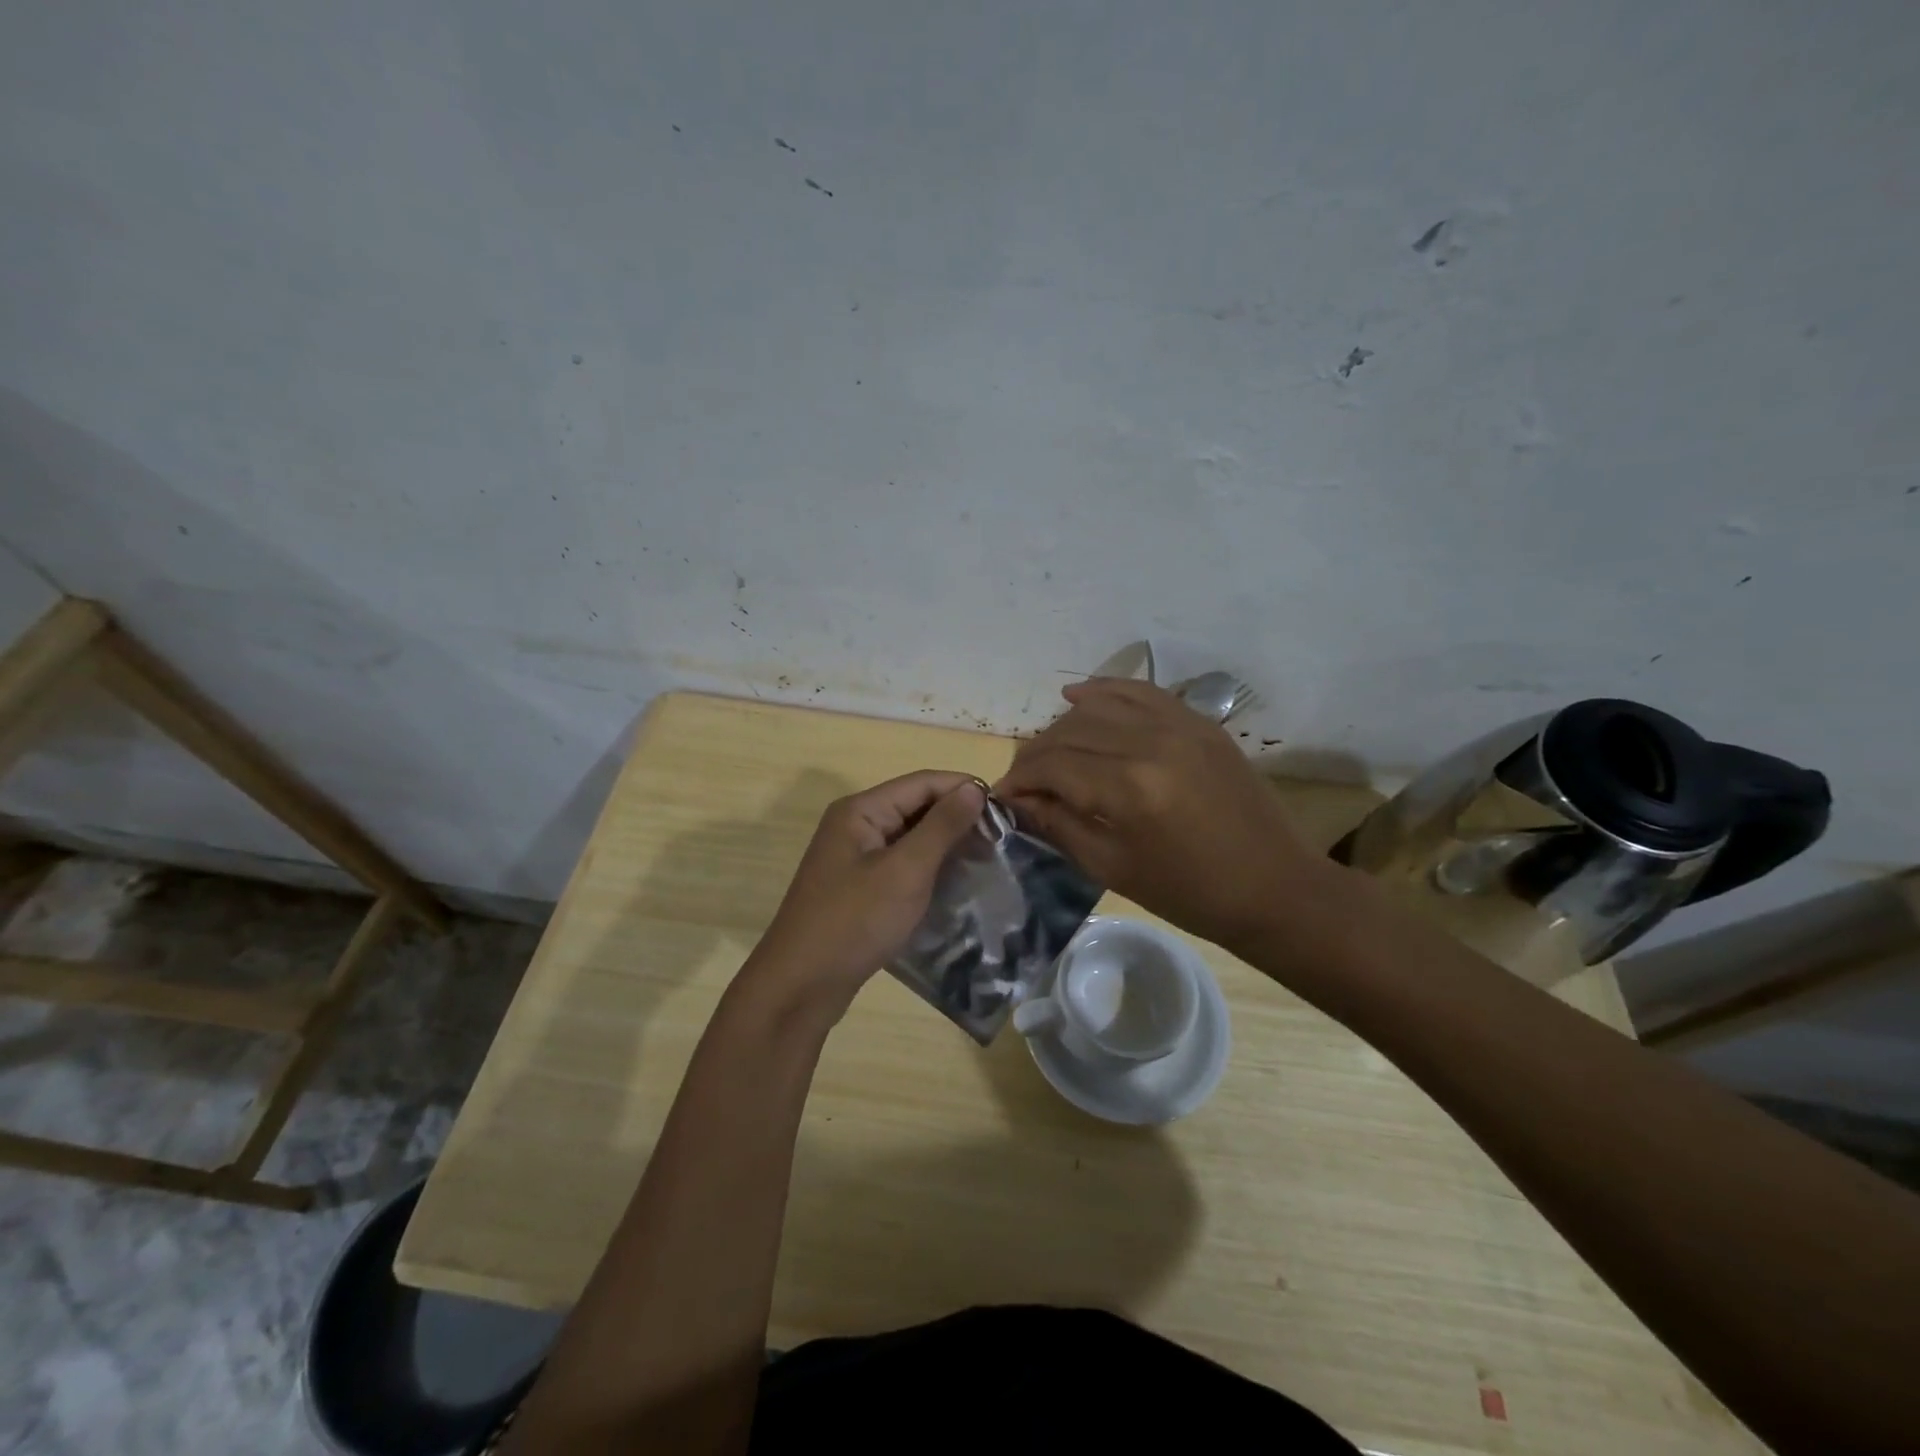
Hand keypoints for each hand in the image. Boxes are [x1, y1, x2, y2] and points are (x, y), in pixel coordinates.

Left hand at [745, 771, 986, 1018]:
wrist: (801, 986)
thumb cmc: (855, 921)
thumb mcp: (905, 871)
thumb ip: (941, 826)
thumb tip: (974, 788)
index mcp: (861, 810)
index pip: (922, 783)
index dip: (964, 788)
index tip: (1006, 808)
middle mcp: (855, 825)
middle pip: (915, 806)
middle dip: (957, 816)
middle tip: (1002, 837)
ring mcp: (854, 857)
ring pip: (910, 836)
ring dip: (945, 843)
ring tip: (987, 857)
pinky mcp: (859, 886)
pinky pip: (901, 863)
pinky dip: (928, 867)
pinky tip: (956, 881)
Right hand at [995, 679, 1343, 954]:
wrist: (1275, 887)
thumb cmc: (1190, 893)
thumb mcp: (1113, 867)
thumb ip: (1059, 824)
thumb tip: (1018, 799)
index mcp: (1130, 786)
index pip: (1052, 765)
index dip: (1018, 779)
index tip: (1001, 796)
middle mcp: (1150, 741)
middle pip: (1070, 731)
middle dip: (1035, 755)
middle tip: (1023, 782)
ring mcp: (1179, 724)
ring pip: (1098, 706)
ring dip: (1063, 727)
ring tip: (1050, 752)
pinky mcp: (1198, 720)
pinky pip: (1139, 691)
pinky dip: (1103, 690)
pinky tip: (1076, 695)